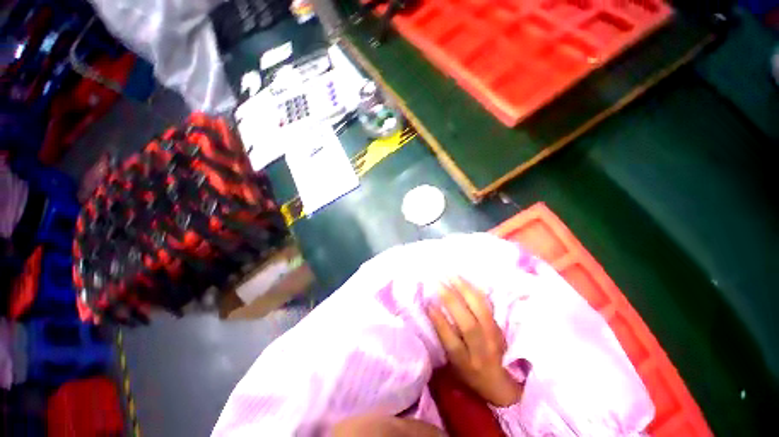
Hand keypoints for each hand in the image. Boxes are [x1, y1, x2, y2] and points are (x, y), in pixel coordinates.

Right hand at [426, 278, 521, 406]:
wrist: (500, 383)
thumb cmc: (469, 373)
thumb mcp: (452, 364)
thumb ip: (444, 340)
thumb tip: (432, 309)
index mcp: (466, 364)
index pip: (453, 344)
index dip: (441, 324)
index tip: (429, 304)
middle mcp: (482, 352)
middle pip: (469, 325)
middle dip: (452, 301)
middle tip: (438, 282)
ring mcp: (494, 338)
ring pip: (481, 311)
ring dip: (465, 290)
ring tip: (451, 275)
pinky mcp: (500, 327)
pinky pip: (488, 305)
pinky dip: (476, 291)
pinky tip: (467, 280)